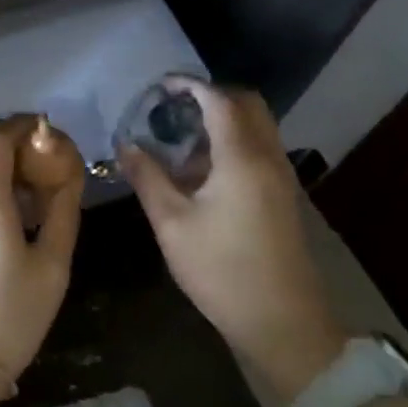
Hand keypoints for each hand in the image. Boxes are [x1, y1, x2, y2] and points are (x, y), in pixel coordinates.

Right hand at [120, 81, 341, 401]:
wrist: (282, 321)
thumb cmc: (221, 270)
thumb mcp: (172, 223)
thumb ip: (147, 178)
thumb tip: (125, 145)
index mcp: (242, 158)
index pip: (220, 100)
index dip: (190, 86)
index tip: (160, 85)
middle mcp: (269, 157)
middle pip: (247, 105)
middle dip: (210, 96)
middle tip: (171, 108)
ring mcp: (281, 177)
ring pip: (256, 128)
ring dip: (222, 121)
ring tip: (178, 138)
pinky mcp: (282, 196)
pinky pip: (258, 150)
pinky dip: (231, 143)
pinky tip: (199, 171)